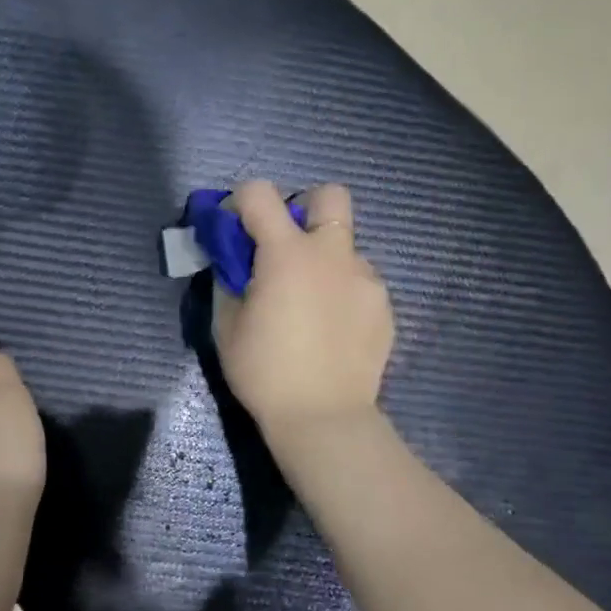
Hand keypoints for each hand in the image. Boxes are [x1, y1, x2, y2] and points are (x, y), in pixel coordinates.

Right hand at [212, 181, 394, 443]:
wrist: (323, 417)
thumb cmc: (265, 372)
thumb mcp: (226, 326)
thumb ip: (227, 281)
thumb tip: (232, 262)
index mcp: (287, 253)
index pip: (260, 193)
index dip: (241, 201)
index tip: (234, 229)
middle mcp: (332, 253)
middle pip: (330, 196)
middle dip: (305, 208)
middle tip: (286, 247)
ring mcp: (365, 278)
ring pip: (346, 246)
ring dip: (324, 259)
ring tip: (311, 304)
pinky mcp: (384, 305)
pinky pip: (360, 281)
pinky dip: (342, 291)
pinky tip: (332, 328)